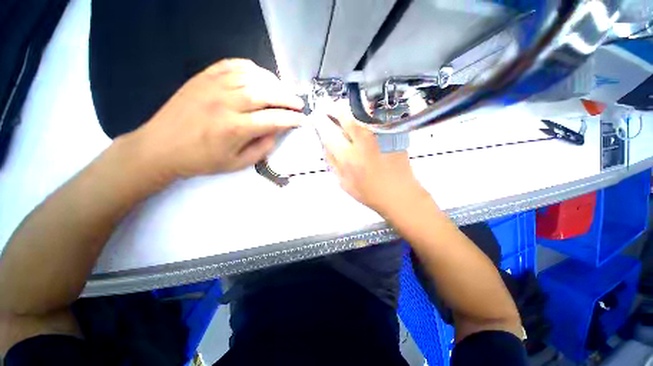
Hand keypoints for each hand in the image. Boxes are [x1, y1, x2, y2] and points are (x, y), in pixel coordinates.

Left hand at [124, 59, 306, 182]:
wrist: (160, 147)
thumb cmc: (202, 160)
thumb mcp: (237, 164)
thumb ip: (262, 148)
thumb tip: (276, 131)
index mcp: (235, 128)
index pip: (273, 120)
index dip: (291, 119)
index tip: (302, 120)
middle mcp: (226, 103)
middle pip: (266, 94)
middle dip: (287, 98)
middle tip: (299, 103)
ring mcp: (213, 86)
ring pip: (253, 77)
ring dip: (274, 83)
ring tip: (284, 91)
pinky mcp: (203, 77)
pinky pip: (233, 65)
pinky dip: (252, 68)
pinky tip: (261, 76)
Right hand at [314, 101, 426, 214]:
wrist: (398, 193)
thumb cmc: (369, 192)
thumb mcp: (343, 183)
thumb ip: (332, 162)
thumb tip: (324, 144)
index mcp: (348, 157)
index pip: (328, 132)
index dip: (319, 121)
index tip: (314, 116)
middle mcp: (362, 142)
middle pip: (344, 116)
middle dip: (331, 108)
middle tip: (326, 107)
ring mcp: (379, 135)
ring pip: (359, 113)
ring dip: (346, 109)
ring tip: (339, 109)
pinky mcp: (391, 133)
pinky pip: (374, 117)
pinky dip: (364, 112)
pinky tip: (359, 115)